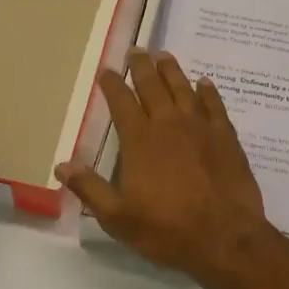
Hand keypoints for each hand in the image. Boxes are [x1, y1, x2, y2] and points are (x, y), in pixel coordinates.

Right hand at [57, 49, 273, 283]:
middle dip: (141, 67)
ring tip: (164, 55)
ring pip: (183, 89)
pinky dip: (208, 92)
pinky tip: (205, 83)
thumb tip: (62, 164)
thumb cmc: (167, 230)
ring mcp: (201, 128)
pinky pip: (215, 106)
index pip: (122, 103)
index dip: (112, 85)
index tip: (106, 71)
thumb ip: (90, 188)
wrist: (226, 238)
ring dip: (172, 70)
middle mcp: (169, 125)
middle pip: (153, 86)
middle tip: (136, 50)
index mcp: (140, 141)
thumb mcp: (118, 217)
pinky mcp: (227, 138)